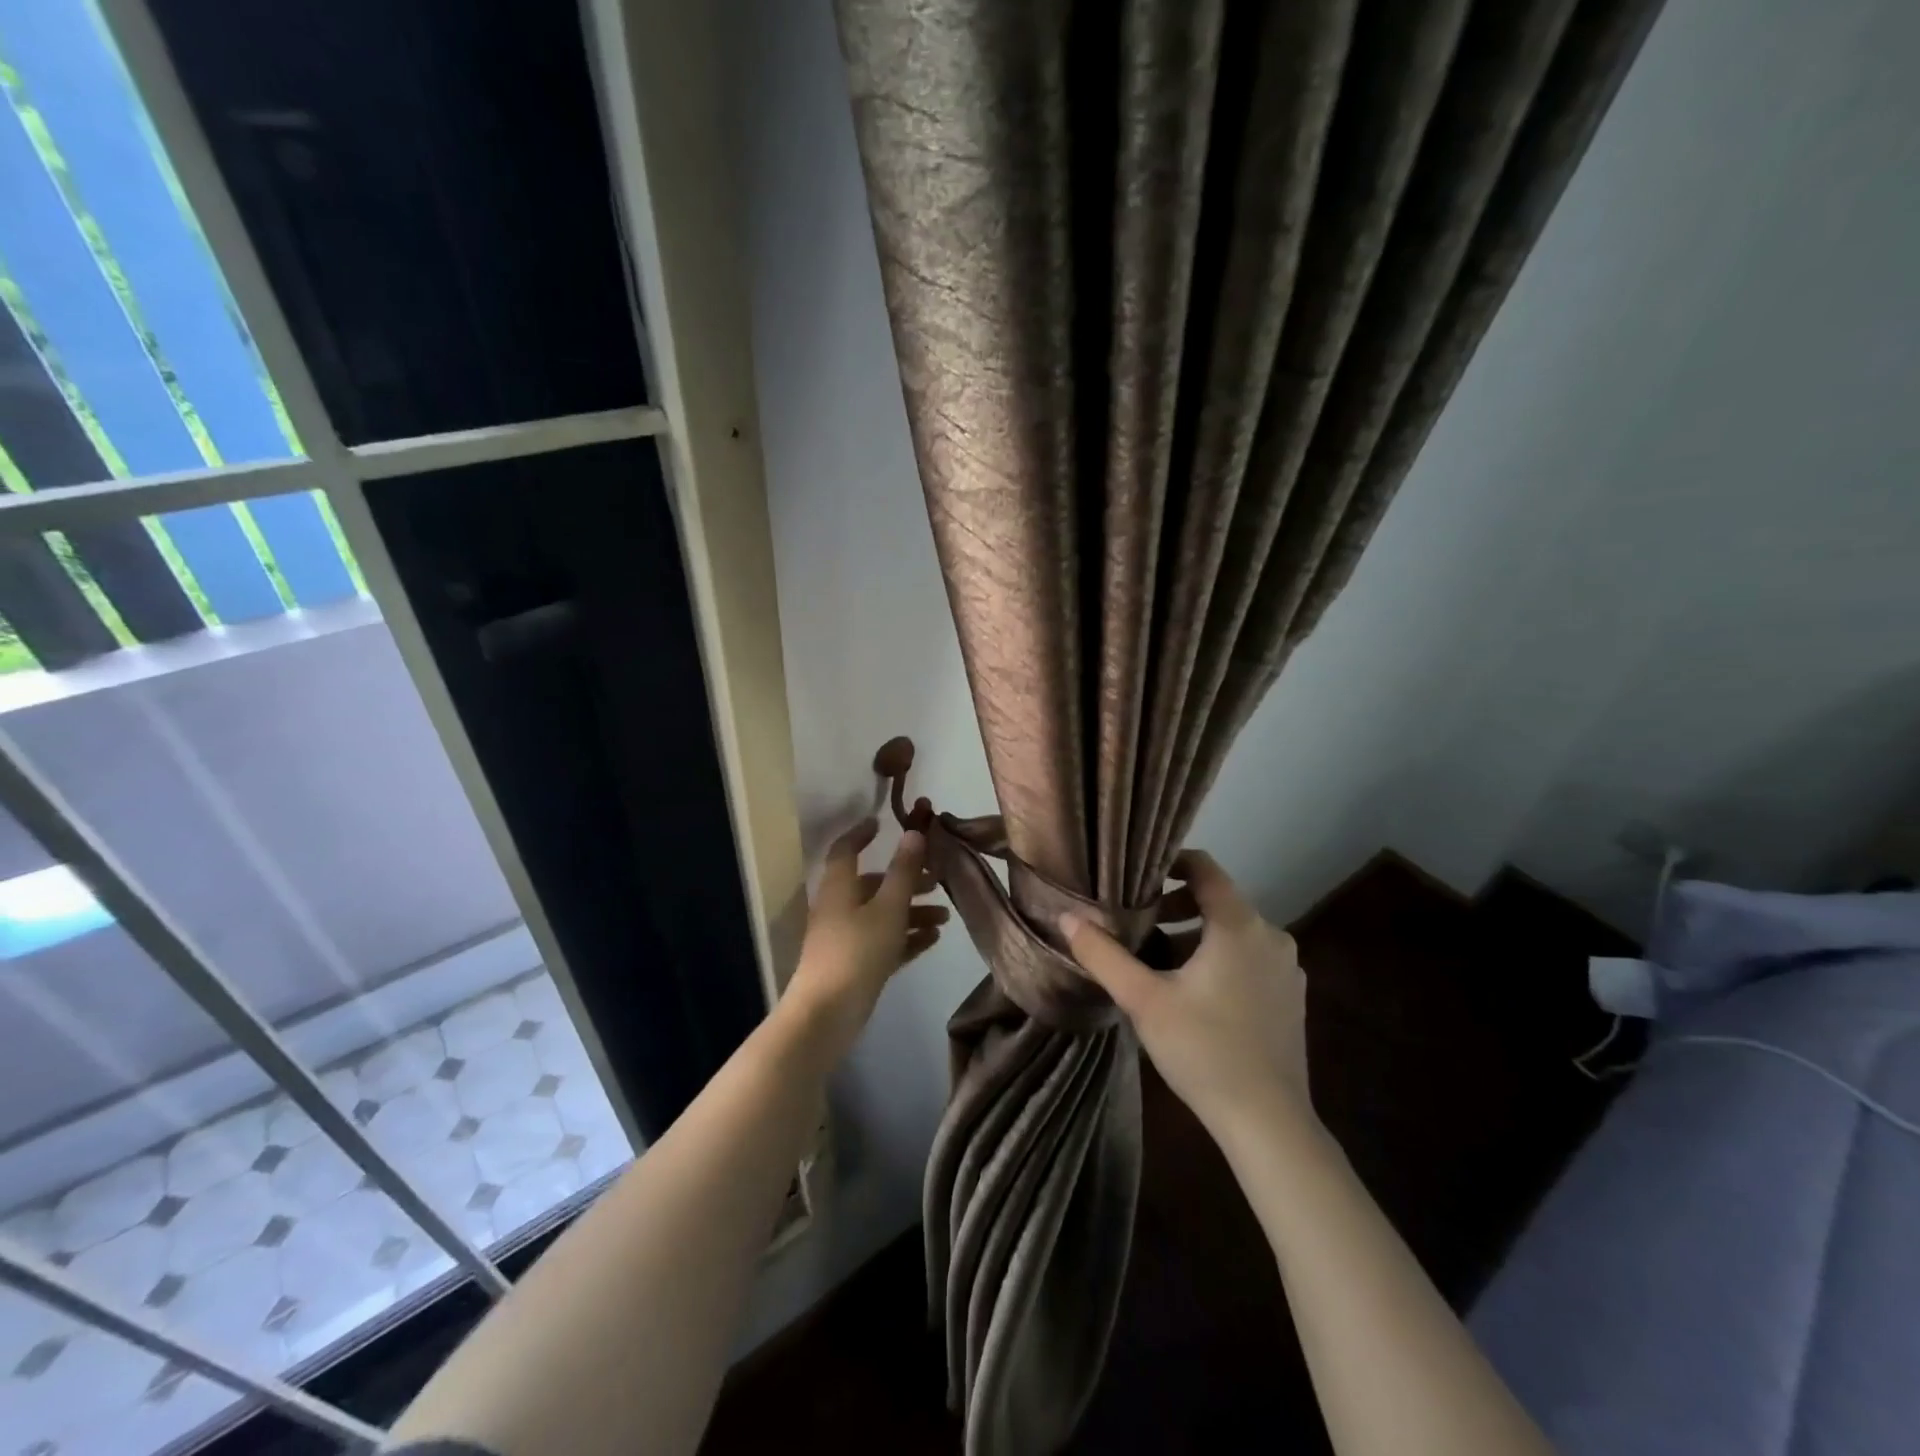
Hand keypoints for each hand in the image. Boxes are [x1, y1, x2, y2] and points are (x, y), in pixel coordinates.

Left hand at [783, 818, 947, 1059]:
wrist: (827, 1015)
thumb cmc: (857, 952)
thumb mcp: (888, 908)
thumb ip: (903, 871)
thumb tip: (913, 833)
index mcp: (839, 887)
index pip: (846, 849)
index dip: (862, 834)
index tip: (883, 822)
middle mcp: (839, 907)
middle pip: (872, 884)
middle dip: (905, 879)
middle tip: (937, 879)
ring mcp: (845, 938)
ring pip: (881, 914)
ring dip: (912, 911)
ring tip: (945, 916)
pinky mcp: (854, 964)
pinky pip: (883, 941)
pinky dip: (906, 936)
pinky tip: (933, 940)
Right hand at [1060, 850, 1309, 1138]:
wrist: (1268, 1123)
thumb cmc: (1203, 1050)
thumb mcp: (1143, 1000)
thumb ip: (1103, 955)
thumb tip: (1066, 917)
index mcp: (1239, 926)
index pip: (1205, 868)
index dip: (1171, 861)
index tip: (1138, 874)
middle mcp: (1271, 936)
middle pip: (1218, 900)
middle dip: (1176, 904)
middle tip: (1138, 921)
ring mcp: (1287, 968)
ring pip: (1234, 931)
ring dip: (1195, 934)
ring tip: (1157, 957)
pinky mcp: (1292, 997)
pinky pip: (1250, 957)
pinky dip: (1220, 957)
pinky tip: (1193, 991)